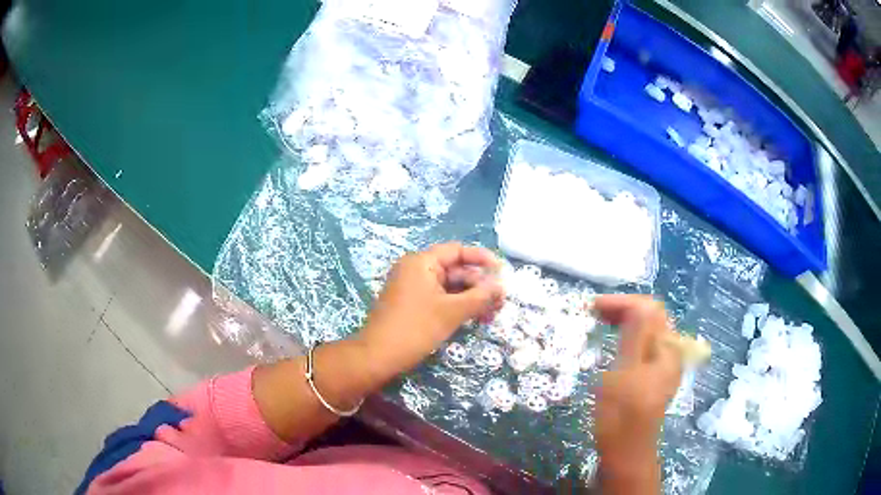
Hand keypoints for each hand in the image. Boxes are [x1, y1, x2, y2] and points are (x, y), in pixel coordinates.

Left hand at [356, 243, 503, 382]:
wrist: (378, 356)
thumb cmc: (415, 328)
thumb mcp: (452, 312)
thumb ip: (479, 297)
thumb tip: (501, 288)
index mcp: (422, 262)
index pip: (457, 251)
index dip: (481, 259)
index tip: (502, 271)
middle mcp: (416, 269)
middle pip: (455, 270)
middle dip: (479, 285)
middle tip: (501, 301)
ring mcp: (412, 288)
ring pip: (449, 287)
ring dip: (471, 298)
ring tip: (492, 314)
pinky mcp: (412, 304)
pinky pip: (440, 298)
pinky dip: (457, 306)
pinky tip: (474, 318)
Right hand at [593, 295, 682, 492]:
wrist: (626, 453)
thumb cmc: (622, 417)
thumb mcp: (625, 375)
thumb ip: (635, 338)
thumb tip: (639, 304)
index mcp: (667, 349)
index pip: (651, 309)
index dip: (623, 302)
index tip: (592, 307)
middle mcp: (669, 352)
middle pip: (651, 317)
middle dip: (624, 309)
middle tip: (593, 313)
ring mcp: (663, 364)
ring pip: (647, 330)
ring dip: (625, 321)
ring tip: (600, 323)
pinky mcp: (653, 375)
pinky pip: (643, 344)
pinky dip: (627, 336)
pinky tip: (613, 343)